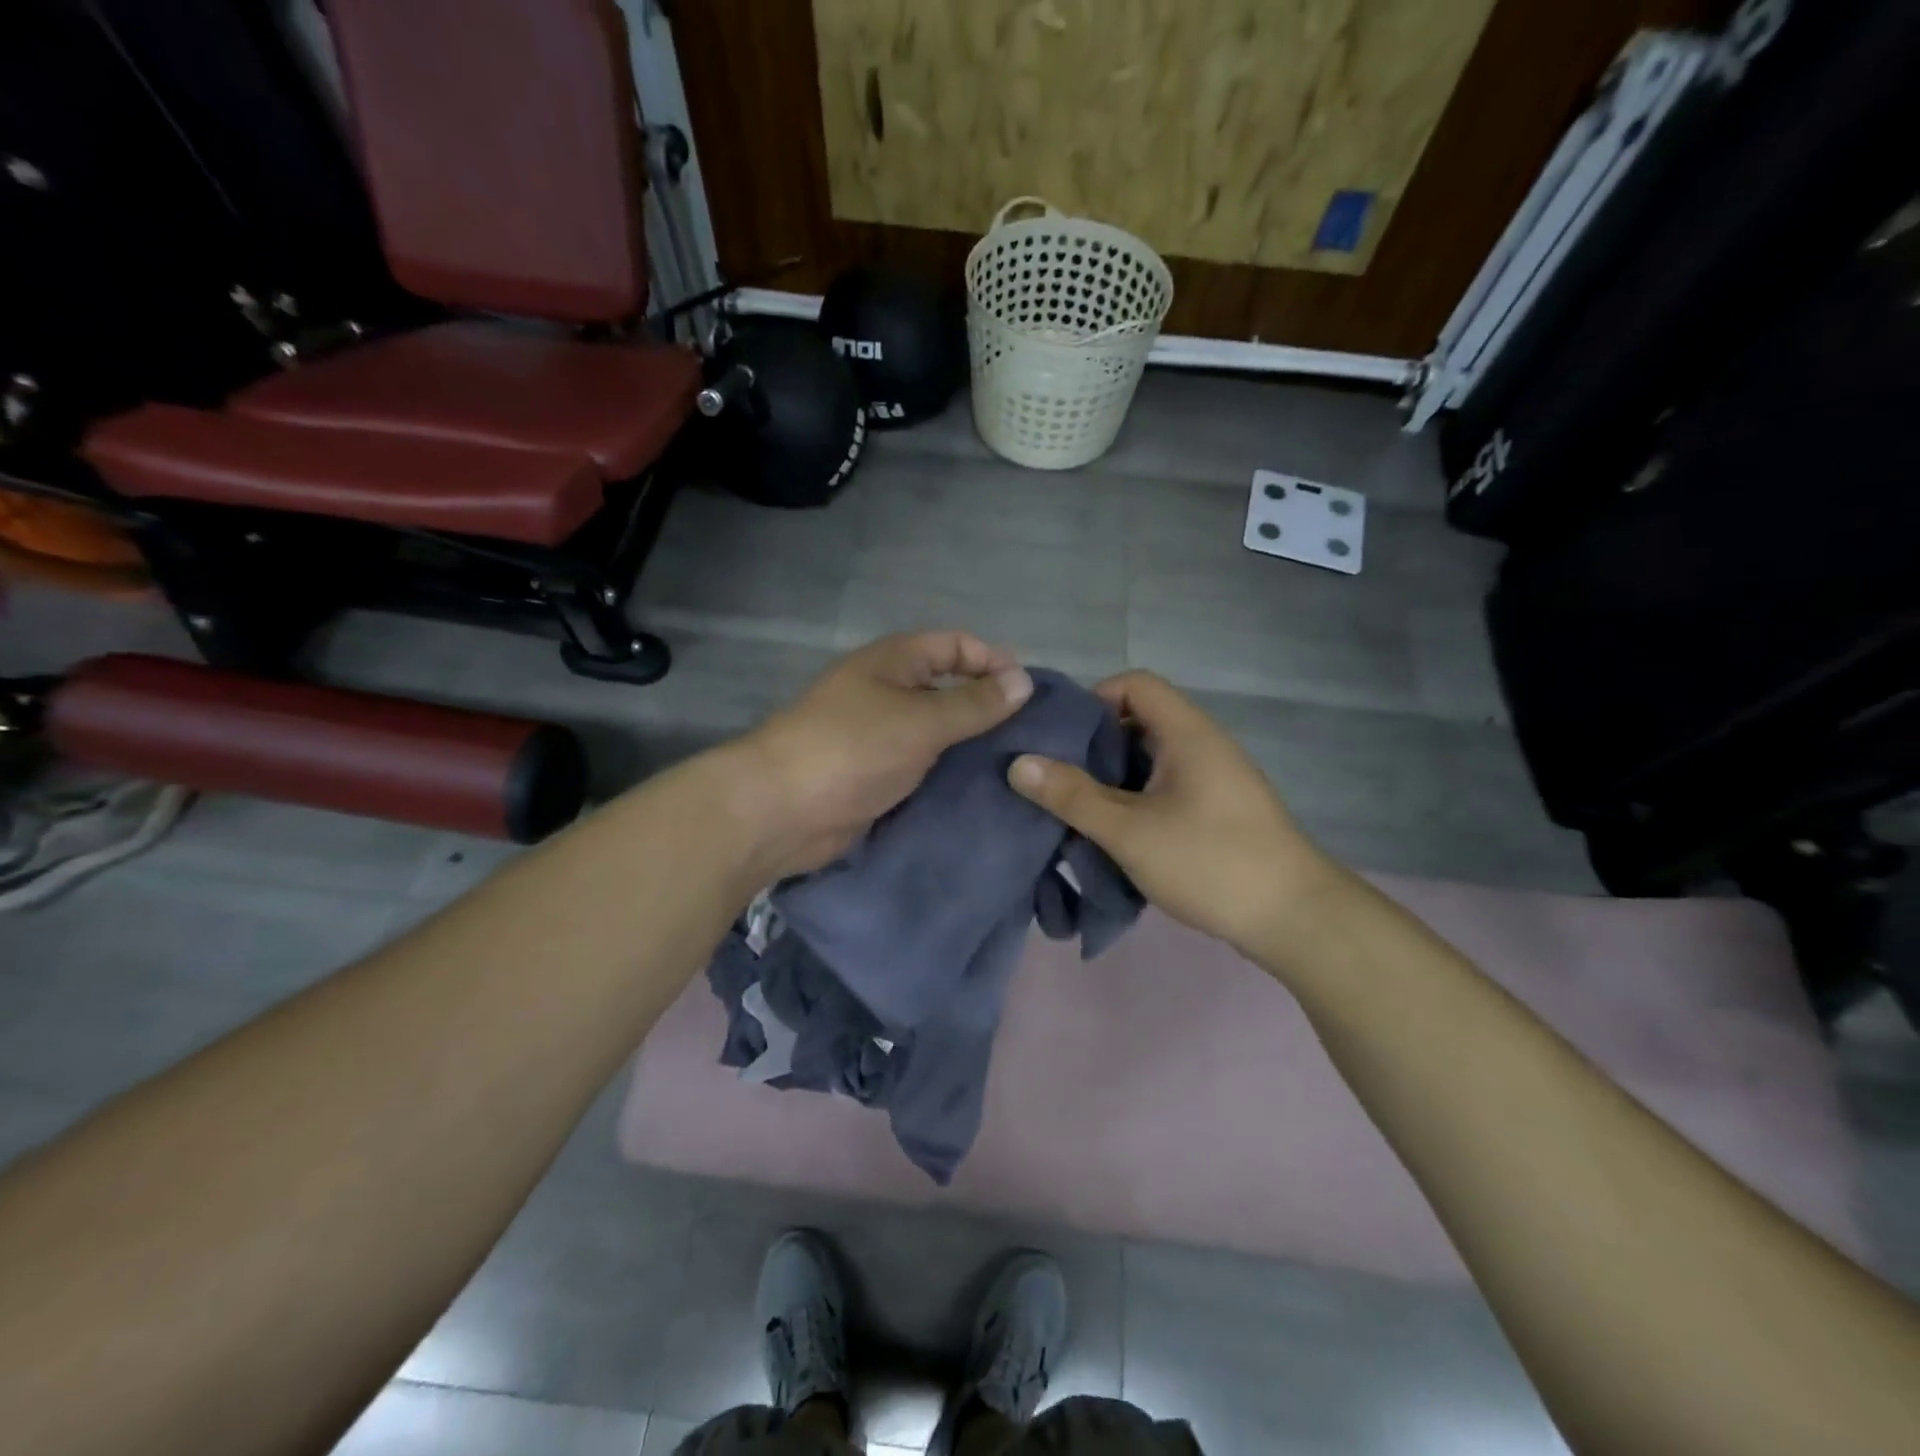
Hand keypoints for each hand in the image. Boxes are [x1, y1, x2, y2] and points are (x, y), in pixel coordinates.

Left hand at [739, 631, 1033, 877]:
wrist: (782, 809)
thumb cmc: (853, 749)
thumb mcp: (922, 721)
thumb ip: (974, 703)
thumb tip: (1024, 681)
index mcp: (894, 662)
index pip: (955, 645)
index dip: (992, 661)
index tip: (1029, 694)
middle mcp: (886, 691)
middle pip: (947, 687)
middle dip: (986, 706)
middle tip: (1029, 736)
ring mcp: (878, 735)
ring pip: (935, 731)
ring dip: (968, 745)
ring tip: (1014, 765)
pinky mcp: (874, 774)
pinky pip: (921, 766)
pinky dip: (946, 774)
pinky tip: (979, 790)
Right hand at [1007, 671, 1334, 953]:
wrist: (1295, 918)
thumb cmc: (1210, 862)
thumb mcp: (1130, 831)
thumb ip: (1072, 796)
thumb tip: (1018, 764)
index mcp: (1187, 733)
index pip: (1135, 684)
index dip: (1093, 700)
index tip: (1061, 739)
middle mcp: (1203, 744)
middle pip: (1139, 721)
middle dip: (1094, 745)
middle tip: (1058, 778)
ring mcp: (1215, 778)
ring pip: (1151, 759)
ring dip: (1113, 778)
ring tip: (1078, 808)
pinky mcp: (1218, 810)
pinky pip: (1167, 786)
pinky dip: (1136, 799)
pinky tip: (1116, 833)